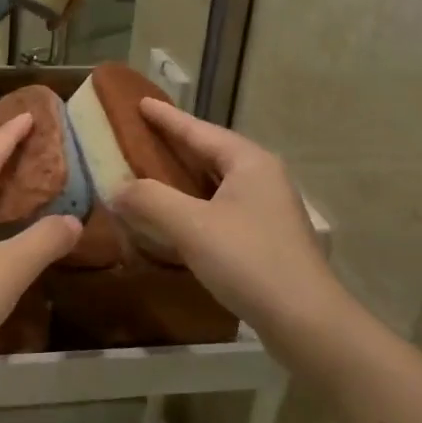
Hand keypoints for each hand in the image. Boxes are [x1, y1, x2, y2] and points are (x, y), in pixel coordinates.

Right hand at [109, 100, 335, 337]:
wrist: (305, 320)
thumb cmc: (248, 260)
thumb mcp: (192, 226)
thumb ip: (150, 200)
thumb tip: (116, 188)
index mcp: (249, 163)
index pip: (199, 130)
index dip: (167, 118)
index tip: (140, 103)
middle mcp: (262, 178)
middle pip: (211, 152)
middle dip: (175, 144)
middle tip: (141, 135)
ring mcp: (268, 209)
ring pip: (216, 182)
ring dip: (184, 177)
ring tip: (153, 172)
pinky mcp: (266, 238)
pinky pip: (221, 207)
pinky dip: (194, 204)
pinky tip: (177, 217)